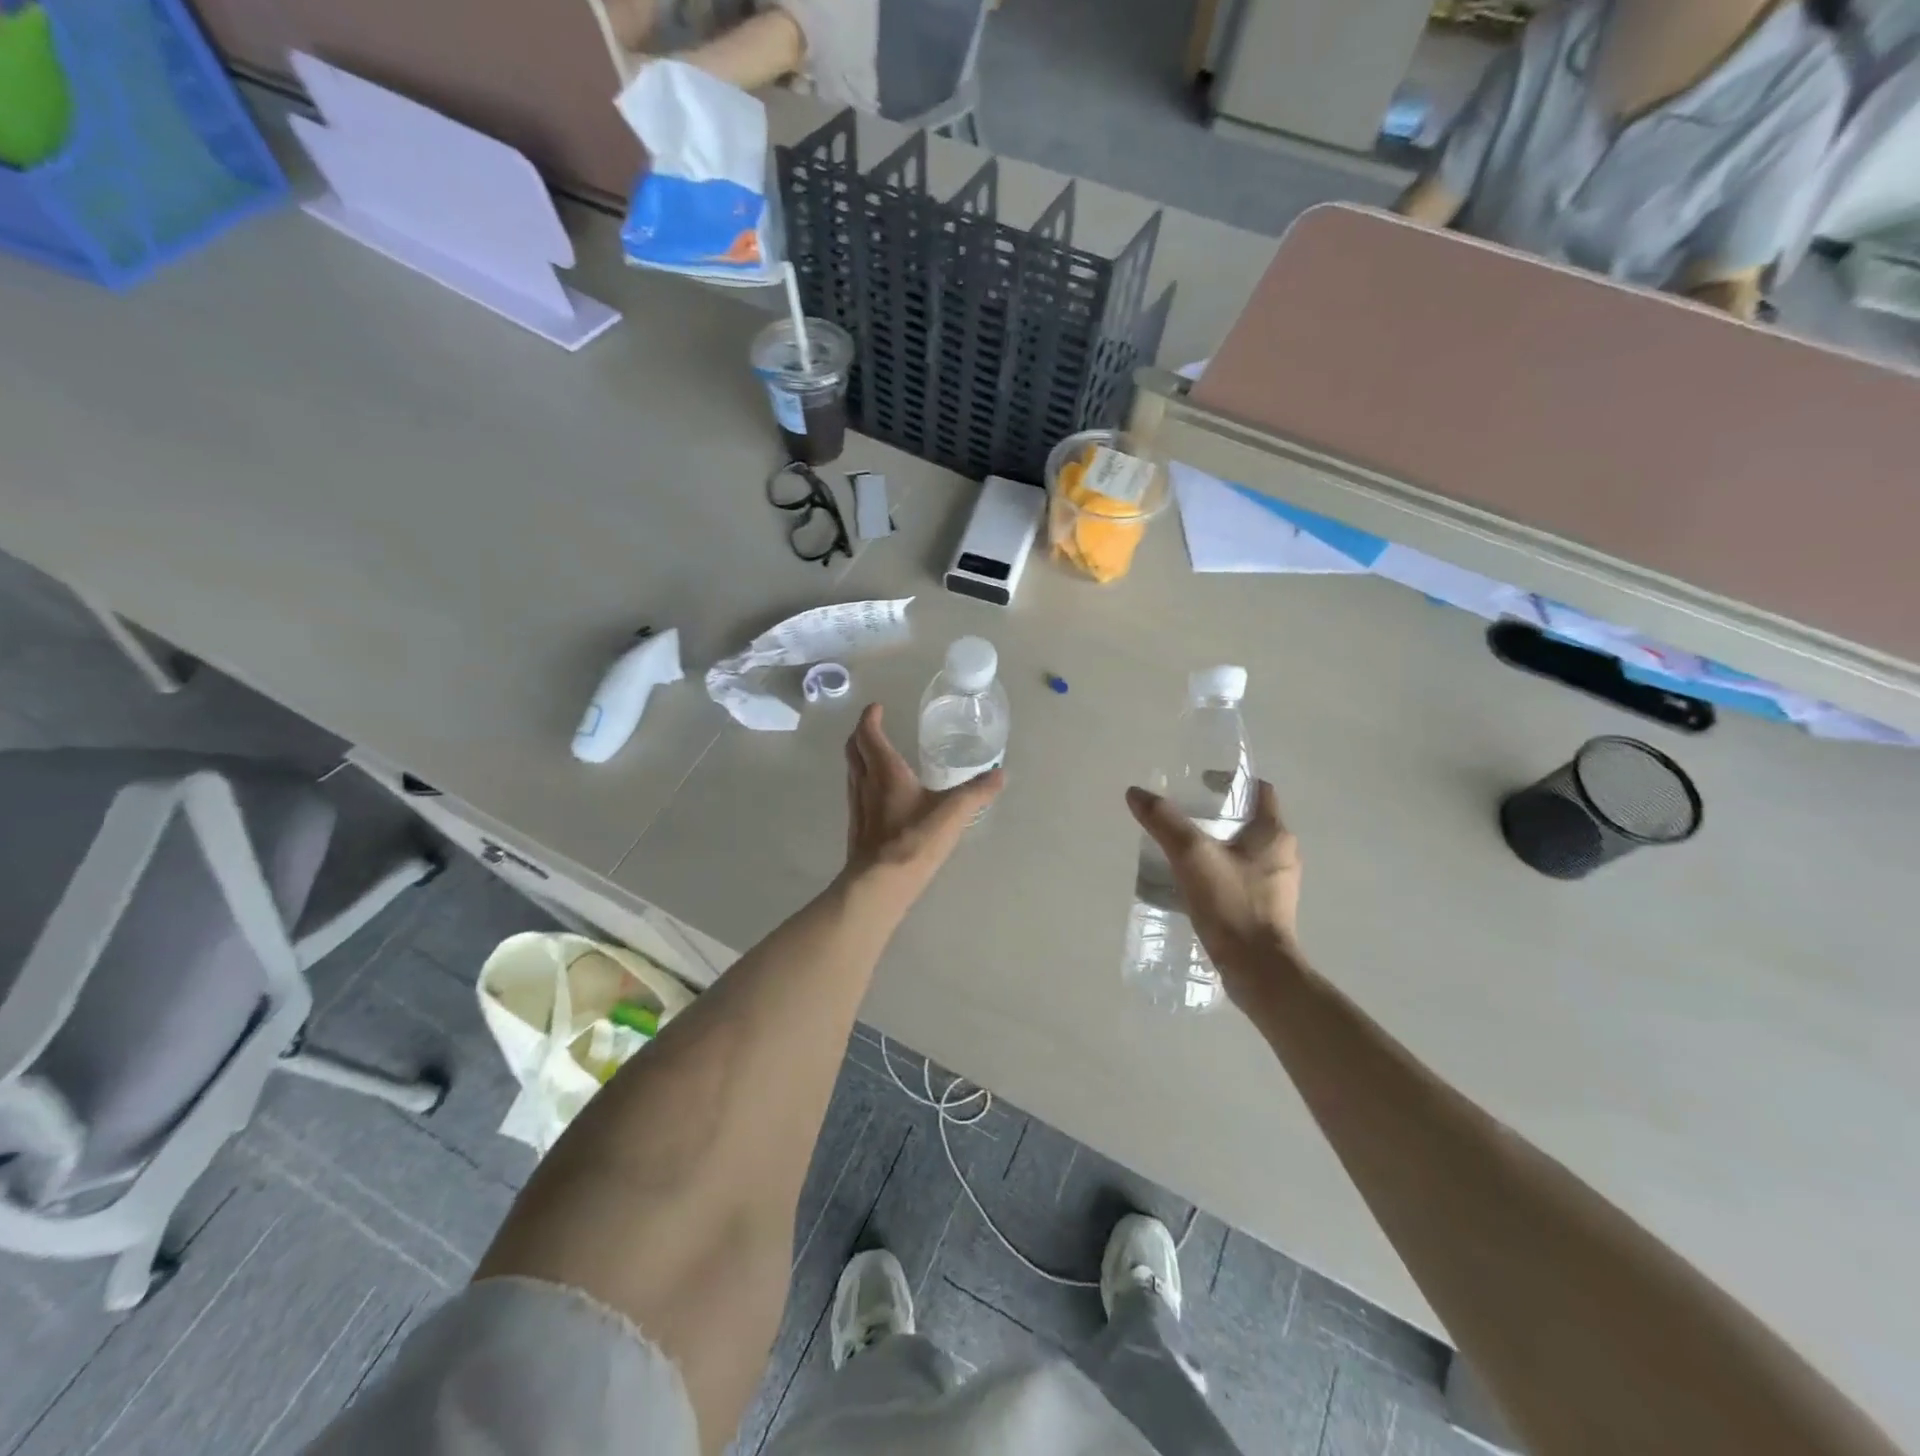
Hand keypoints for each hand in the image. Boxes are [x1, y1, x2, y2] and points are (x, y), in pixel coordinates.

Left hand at [844, 704, 1003, 909]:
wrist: (879, 884)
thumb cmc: (913, 840)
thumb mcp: (952, 813)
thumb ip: (976, 792)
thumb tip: (1000, 774)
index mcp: (885, 771)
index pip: (869, 734)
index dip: (870, 717)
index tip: (877, 707)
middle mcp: (865, 783)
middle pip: (853, 749)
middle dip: (861, 733)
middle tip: (874, 726)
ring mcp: (858, 806)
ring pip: (852, 770)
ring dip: (860, 756)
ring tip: (877, 754)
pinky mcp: (857, 826)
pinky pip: (856, 791)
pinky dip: (864, 780)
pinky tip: (880, 794)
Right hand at [1125, 780, 1302, 1002]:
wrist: (1258, 970)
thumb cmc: (1232, 905)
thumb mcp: (1192, 856)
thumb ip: (1164, 821)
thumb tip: (1136, 793)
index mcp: (1275, 833)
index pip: (1259, 790)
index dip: (1231, 781)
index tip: (1201, 783)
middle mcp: (1283, 853)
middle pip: (1251, 819)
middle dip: (1219, 814)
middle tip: (1184, 815)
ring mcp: (1278, 883)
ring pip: (1246, 850)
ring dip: (1219, 844)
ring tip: (1183, 848)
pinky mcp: (1268, 908)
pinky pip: (1243, 876)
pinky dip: (1221, 870)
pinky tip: (1194, 881)